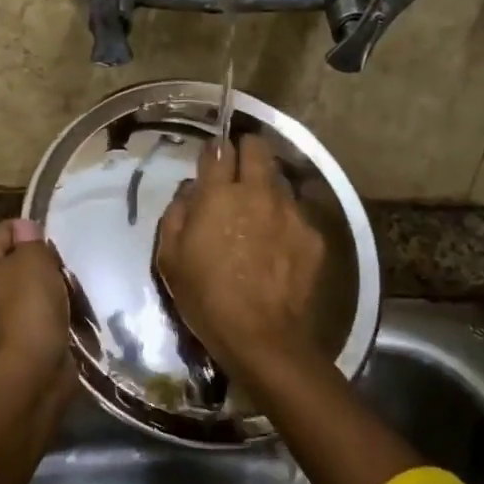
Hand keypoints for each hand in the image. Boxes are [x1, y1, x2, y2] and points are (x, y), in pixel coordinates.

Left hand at [0, 218, 71, 376]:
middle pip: (17, 262)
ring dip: (51, 290)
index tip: (54, 249)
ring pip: (29, 290)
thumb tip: (26, 230)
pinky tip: (68, 316)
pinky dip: (52, 315)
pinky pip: (37, 316)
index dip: (33, 233)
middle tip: (63, 272)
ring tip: (71, 294)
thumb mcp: (34, 260)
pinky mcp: (13, 342)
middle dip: (44, 264)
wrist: (31, 372)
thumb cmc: (28, 307)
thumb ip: (31, 239)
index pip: (5, 230)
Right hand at [157, 134, 327, 382]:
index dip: (214, 150)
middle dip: (247, 149)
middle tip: (239, 170)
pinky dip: (285, 219)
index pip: (219, 149)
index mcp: (219, 195)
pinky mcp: (312, 235)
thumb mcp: (171, 258)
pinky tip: (278, 241)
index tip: (212, 159)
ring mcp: (290, 212)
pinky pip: (297, 213)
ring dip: (267, 186)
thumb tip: (190, 191)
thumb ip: (177, 214)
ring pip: (280, 179)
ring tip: (260, 210)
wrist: (261, 336)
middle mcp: (258, 192)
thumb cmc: (206, 297)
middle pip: (258, 147)